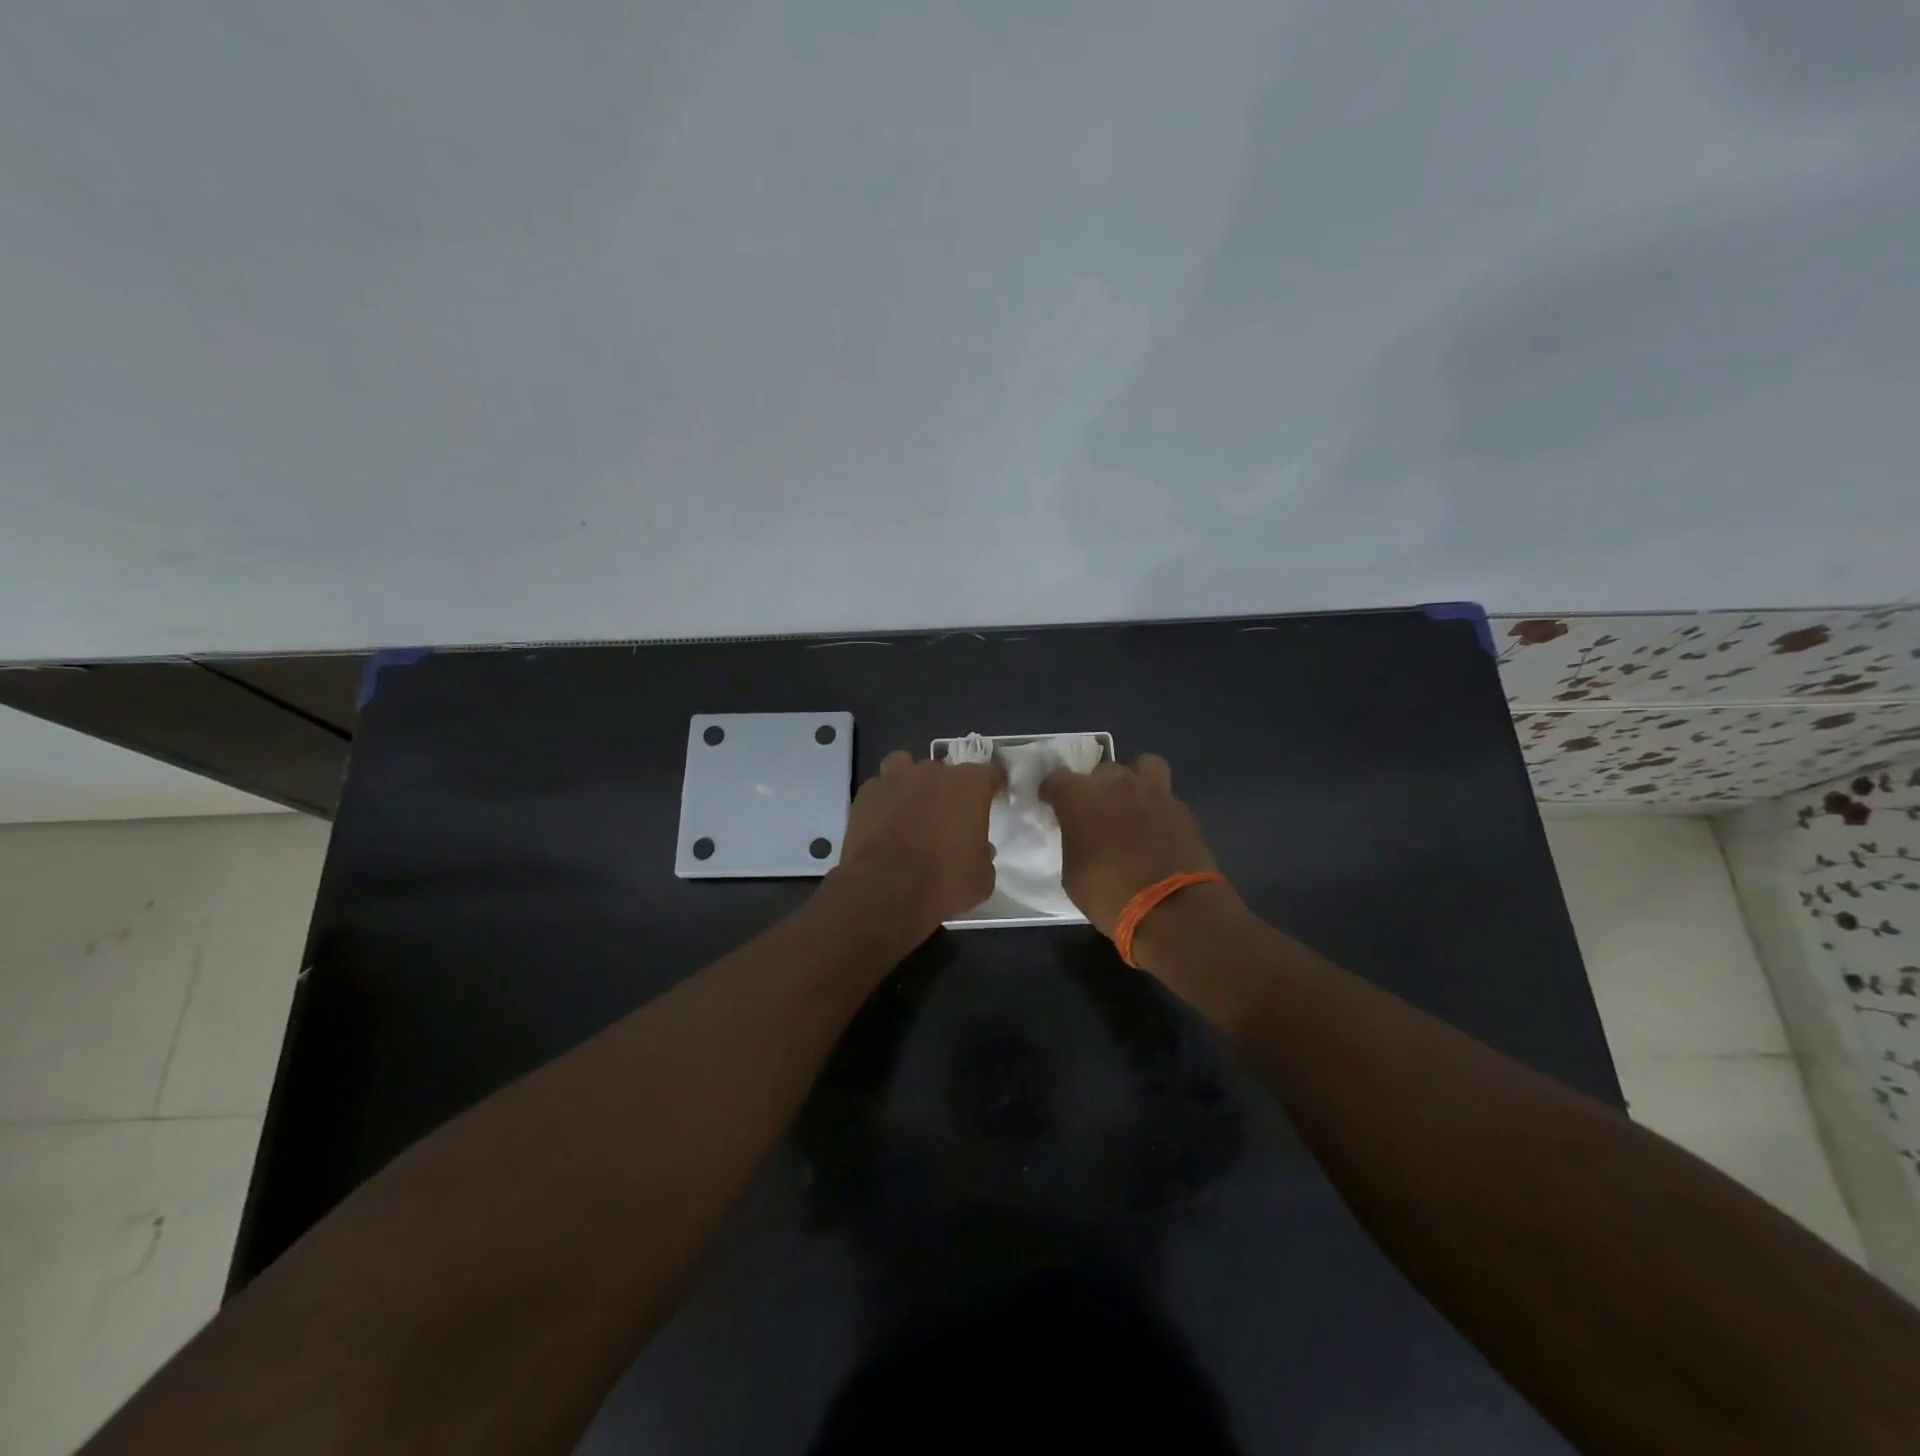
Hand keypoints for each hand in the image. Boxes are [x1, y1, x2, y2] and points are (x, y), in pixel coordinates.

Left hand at [835, 750, 1003, 935]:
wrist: (884, 893)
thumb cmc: (942, 884)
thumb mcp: (981, 878)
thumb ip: (983, 854)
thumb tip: (980, 849)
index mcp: (968, 786)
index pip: (990, 772)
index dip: (993, 785)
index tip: (994, 798)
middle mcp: (932, 773)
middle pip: (945, 770)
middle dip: (949, 789)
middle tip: (948, 816)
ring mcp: (895, 779)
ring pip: (906, 766)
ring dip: (912, 783)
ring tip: (912, 808)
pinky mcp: (865, 795)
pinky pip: (880, 788)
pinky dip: (885, 800)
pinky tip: (884, 821)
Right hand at [1039, 753, 1218, 937]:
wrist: (1173, 909)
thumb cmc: (1109, 894)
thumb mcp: (1073, 873)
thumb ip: (1074, 841)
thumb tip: (1081, 837)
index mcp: (1080, 797)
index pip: (1056, 779)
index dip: (1053, 792)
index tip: (1052, 805)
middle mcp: (1116, 784)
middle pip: (1100, 772)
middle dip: (1095, 789)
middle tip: (1095, 814)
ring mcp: (1153, 792)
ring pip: (1142, 767)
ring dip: (1134, 780)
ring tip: (1132, 803)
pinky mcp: (1182, 808)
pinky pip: (1165, 796)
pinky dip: (1157, 807)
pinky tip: (1156, 829)